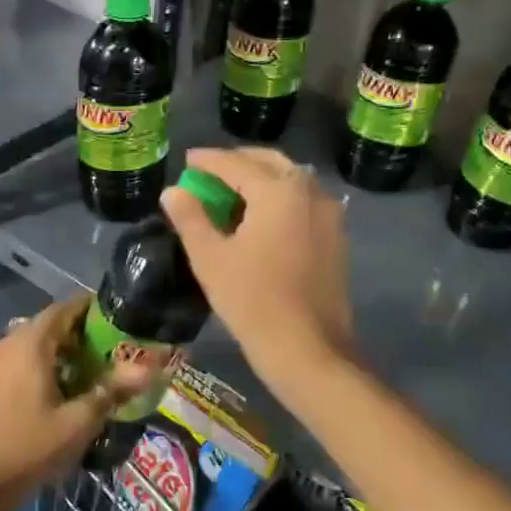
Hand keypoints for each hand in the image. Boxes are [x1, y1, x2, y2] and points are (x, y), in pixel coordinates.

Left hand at [0, 298, 151, 510]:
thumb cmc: (31, 447)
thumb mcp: (79, 421)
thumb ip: (113, 390)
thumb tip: (151, 369)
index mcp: (30, 343)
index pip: (64, 308)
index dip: (92, 309)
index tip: (119, 318)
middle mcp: (10, 343)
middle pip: (50, 324)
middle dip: (81, 332)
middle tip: (113, 348)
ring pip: (36, 343)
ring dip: (63, 350)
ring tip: (94, 368)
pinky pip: (23, 359)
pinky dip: (45, 363)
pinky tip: (65, 388)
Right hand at [160, 147, 353, 385]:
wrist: (308, 349)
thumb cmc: (253, 301)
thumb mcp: (210, 258)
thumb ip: (190, 218)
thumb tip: (173, 192)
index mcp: (278, 191)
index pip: (235, 164)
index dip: (207, 160)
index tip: (187, 160)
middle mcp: (310, 191)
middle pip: (270, 162)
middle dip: (238, 162)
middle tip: (210, 173)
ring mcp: (329, 214)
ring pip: (291, 180)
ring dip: (261, 178)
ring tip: (232, 194)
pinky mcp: (337, 237)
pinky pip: (304, 201)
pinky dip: (280, 198)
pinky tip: (261, 218)